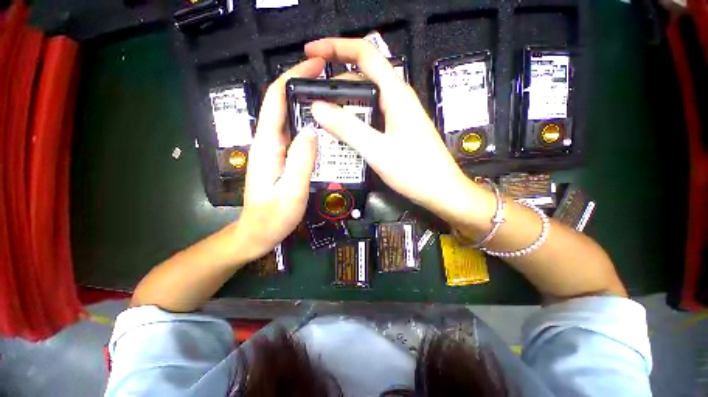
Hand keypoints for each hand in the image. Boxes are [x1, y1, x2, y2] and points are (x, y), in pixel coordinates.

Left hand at [237, 58, 324, 260]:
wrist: (257, 233)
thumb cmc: (272, 217)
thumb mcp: (291, 192)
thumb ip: (301, 162)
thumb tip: (313, 130)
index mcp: (267, 145)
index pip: (276, 100)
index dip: (293, 77)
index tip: (316, 65)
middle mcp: (269, 142)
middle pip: (283, 104)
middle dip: (304, 86)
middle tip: (332, 83)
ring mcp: (275, 150)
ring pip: (290, 119)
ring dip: (308, 105)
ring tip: (334, 102)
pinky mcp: (282, 159)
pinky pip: (296, 136)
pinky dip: (309, 125)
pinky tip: (325, 129)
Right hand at [305, 38, 476, 220]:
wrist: (440, 190)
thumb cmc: (416, 170)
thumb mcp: (378, 150)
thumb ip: (349, 128)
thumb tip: (319, 108)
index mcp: (397, 95)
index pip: (365, 55)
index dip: (337, 47)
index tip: (312, 51)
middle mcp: (398, 100)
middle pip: (363, 79)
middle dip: (336, 84)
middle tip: (313, 99)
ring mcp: (398, 117)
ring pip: (366, 101)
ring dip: (344, 106)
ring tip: (323, 118)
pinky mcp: (396, 131)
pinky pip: (371, 119)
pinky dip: (354, 121)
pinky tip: (343, 134)